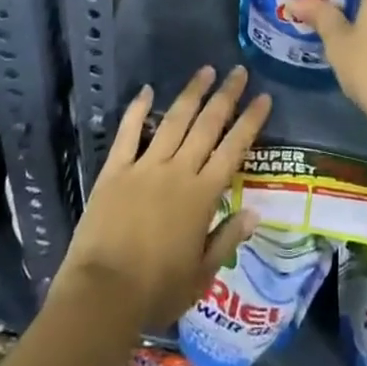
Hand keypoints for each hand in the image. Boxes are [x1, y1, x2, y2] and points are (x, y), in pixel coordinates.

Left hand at [56, 65, 271, 329]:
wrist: (103, 294)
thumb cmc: (156, 291)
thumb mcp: (201, 275)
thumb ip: (227, 239)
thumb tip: (255, 212)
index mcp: (202, 195)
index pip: (233, 149)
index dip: (250, 121)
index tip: (263, 97)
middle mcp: (178, 171)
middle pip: (207, 125)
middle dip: (226, 96)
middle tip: (239, 71)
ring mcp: (145, 166)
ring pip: (174, 120)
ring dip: (192, 94)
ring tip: (206, 71)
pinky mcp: (115, 170)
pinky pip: (129, 133)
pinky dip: (137, 109)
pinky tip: (146, 90)